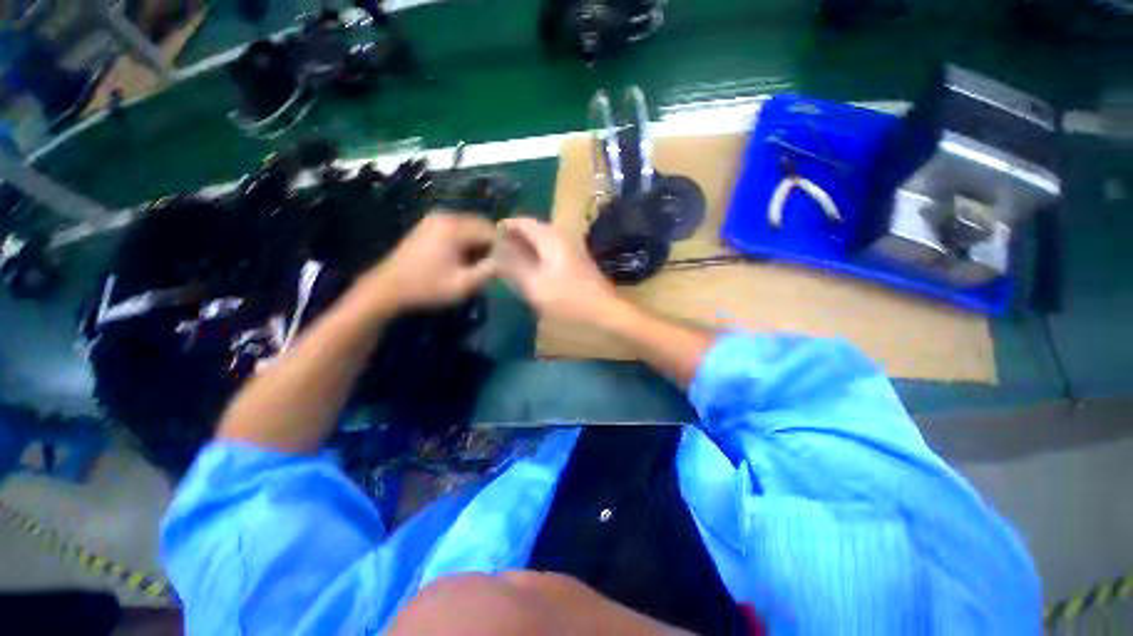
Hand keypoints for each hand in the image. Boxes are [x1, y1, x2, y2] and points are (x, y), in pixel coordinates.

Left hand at [355, 211, 496, 313]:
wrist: (388, 288)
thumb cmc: (427, 287)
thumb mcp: (464, 285)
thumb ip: (489, 271)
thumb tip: (506, 260)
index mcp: (454, 227)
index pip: (491, 230)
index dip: (501, 247)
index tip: (504, 265)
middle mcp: (446, 216)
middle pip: (481, 225)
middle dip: (490, 245)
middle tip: (490, 267)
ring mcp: (435, 219)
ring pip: (471, 227)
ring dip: (478, 244)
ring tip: (476, 265)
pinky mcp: (429, 226)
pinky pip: (458, 229)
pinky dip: (466, 242)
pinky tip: (462, 259)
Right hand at [496, 217, 630, 326]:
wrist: (605, 313)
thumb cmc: (568, 299)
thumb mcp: (534, 285)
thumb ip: (514, 265)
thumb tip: (497, 251)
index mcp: (551, 238)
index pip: (523, 222)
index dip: (504, 227)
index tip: (488, 238)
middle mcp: (562, 237)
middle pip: (533, 230)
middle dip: (514, 238)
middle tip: (496, 252)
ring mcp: (572, 250)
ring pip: (542, 243)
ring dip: (525, 249)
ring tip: (509, 262)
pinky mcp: (576, 263)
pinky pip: (550, 253)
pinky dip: (537, 258)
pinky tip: (530, 272)